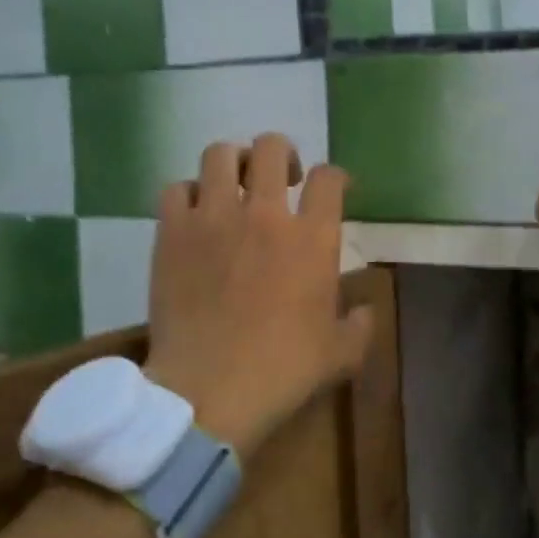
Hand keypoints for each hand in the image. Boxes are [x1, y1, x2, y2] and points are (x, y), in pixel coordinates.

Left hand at [144, 134, 374, 458]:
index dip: (334, 177)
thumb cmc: (283, 371)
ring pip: (220, 154)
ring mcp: (214, 218)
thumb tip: (366, 309)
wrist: (209, 391)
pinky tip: (195, 216)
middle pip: (273, 147)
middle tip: (281, 179)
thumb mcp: (341, 354)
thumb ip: (361, 324)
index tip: (331, 190)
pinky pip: (176, 188)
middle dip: (282, 155)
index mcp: (312, 238)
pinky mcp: (172, 233)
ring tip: (234, 186)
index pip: (329, 177)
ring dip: (233, 164)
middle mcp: (264, 214)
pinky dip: (188, 194)